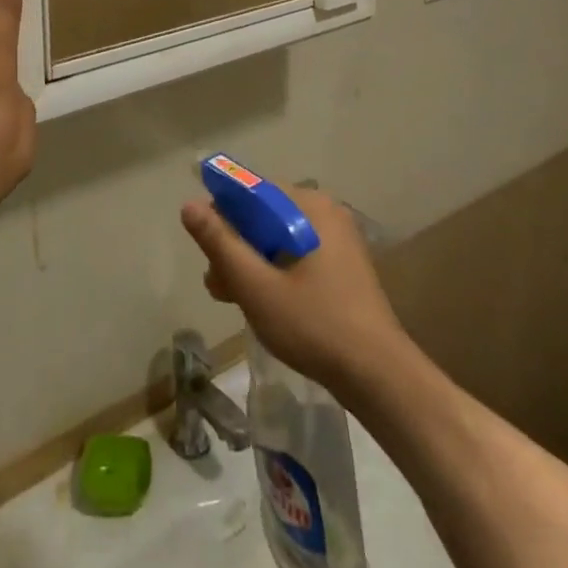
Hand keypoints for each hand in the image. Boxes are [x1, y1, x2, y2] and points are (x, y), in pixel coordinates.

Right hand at [181, 188, 407, 395]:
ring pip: (278, 238)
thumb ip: (220, 243)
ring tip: (233, 299)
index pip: (251, 191)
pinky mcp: (342, 265)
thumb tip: (189, 205)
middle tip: (219, 285)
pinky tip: (262, 303)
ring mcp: (338, 239)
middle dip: (235, 246)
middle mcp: (325, 213)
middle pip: (263, 216)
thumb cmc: (314, 324)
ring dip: (251, 263)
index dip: (221, 215)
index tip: (207, 252)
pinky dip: (274, 271)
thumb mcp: (256, 286)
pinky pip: (296, 254)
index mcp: (309, 206)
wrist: (378, 376)